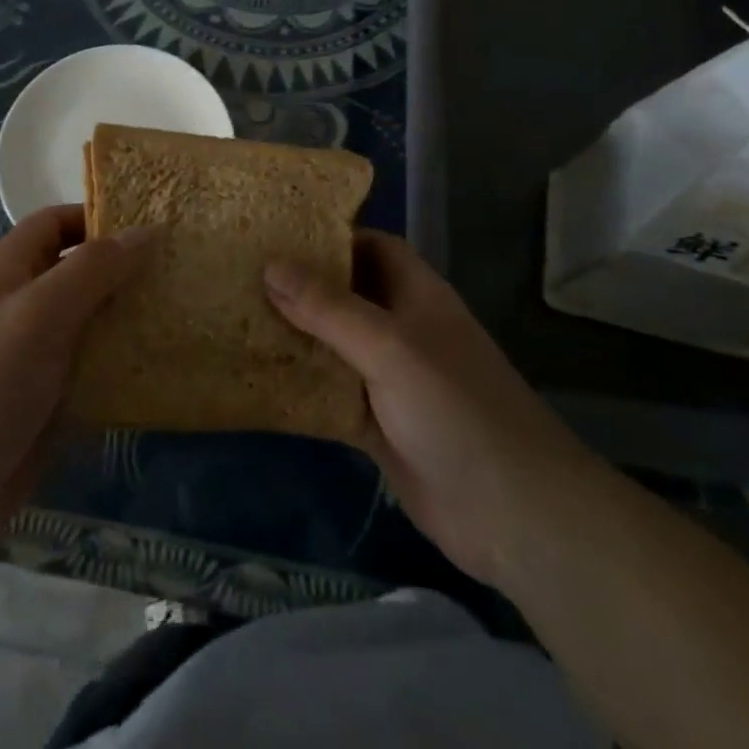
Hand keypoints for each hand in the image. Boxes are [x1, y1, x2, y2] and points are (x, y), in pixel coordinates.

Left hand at [0, 205, 158, 560]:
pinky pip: (94, 370)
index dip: (100, 217)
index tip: (154, 225)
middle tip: (183, 269)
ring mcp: (36, 356)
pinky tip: (165, 366)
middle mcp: (23, 305)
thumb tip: (149, 230)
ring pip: (93, 322)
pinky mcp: (49, 401)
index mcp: (9, 271)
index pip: (58, 223)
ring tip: (185, 311)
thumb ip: (94, 268)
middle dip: (127, 269)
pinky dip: (124, 365)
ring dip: (131, 318)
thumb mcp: (39, 312)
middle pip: (81, 272)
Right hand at [266, 230, 592, 584]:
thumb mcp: (390, 346)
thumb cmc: (455, 408)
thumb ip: (329, 307)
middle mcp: (402, 329)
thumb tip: (271, 264)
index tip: (277, 234)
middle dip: (301, 285)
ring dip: (295, 336)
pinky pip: (331, 393)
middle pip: (346, 294)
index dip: (330, 237)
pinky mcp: (378, 425)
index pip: (372, 246)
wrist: (512, 514)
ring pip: (334, 345)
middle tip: (241, 274)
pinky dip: (301, 387)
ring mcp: (390, 379)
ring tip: (236, 317)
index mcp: (416, 295)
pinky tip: (258, 380)